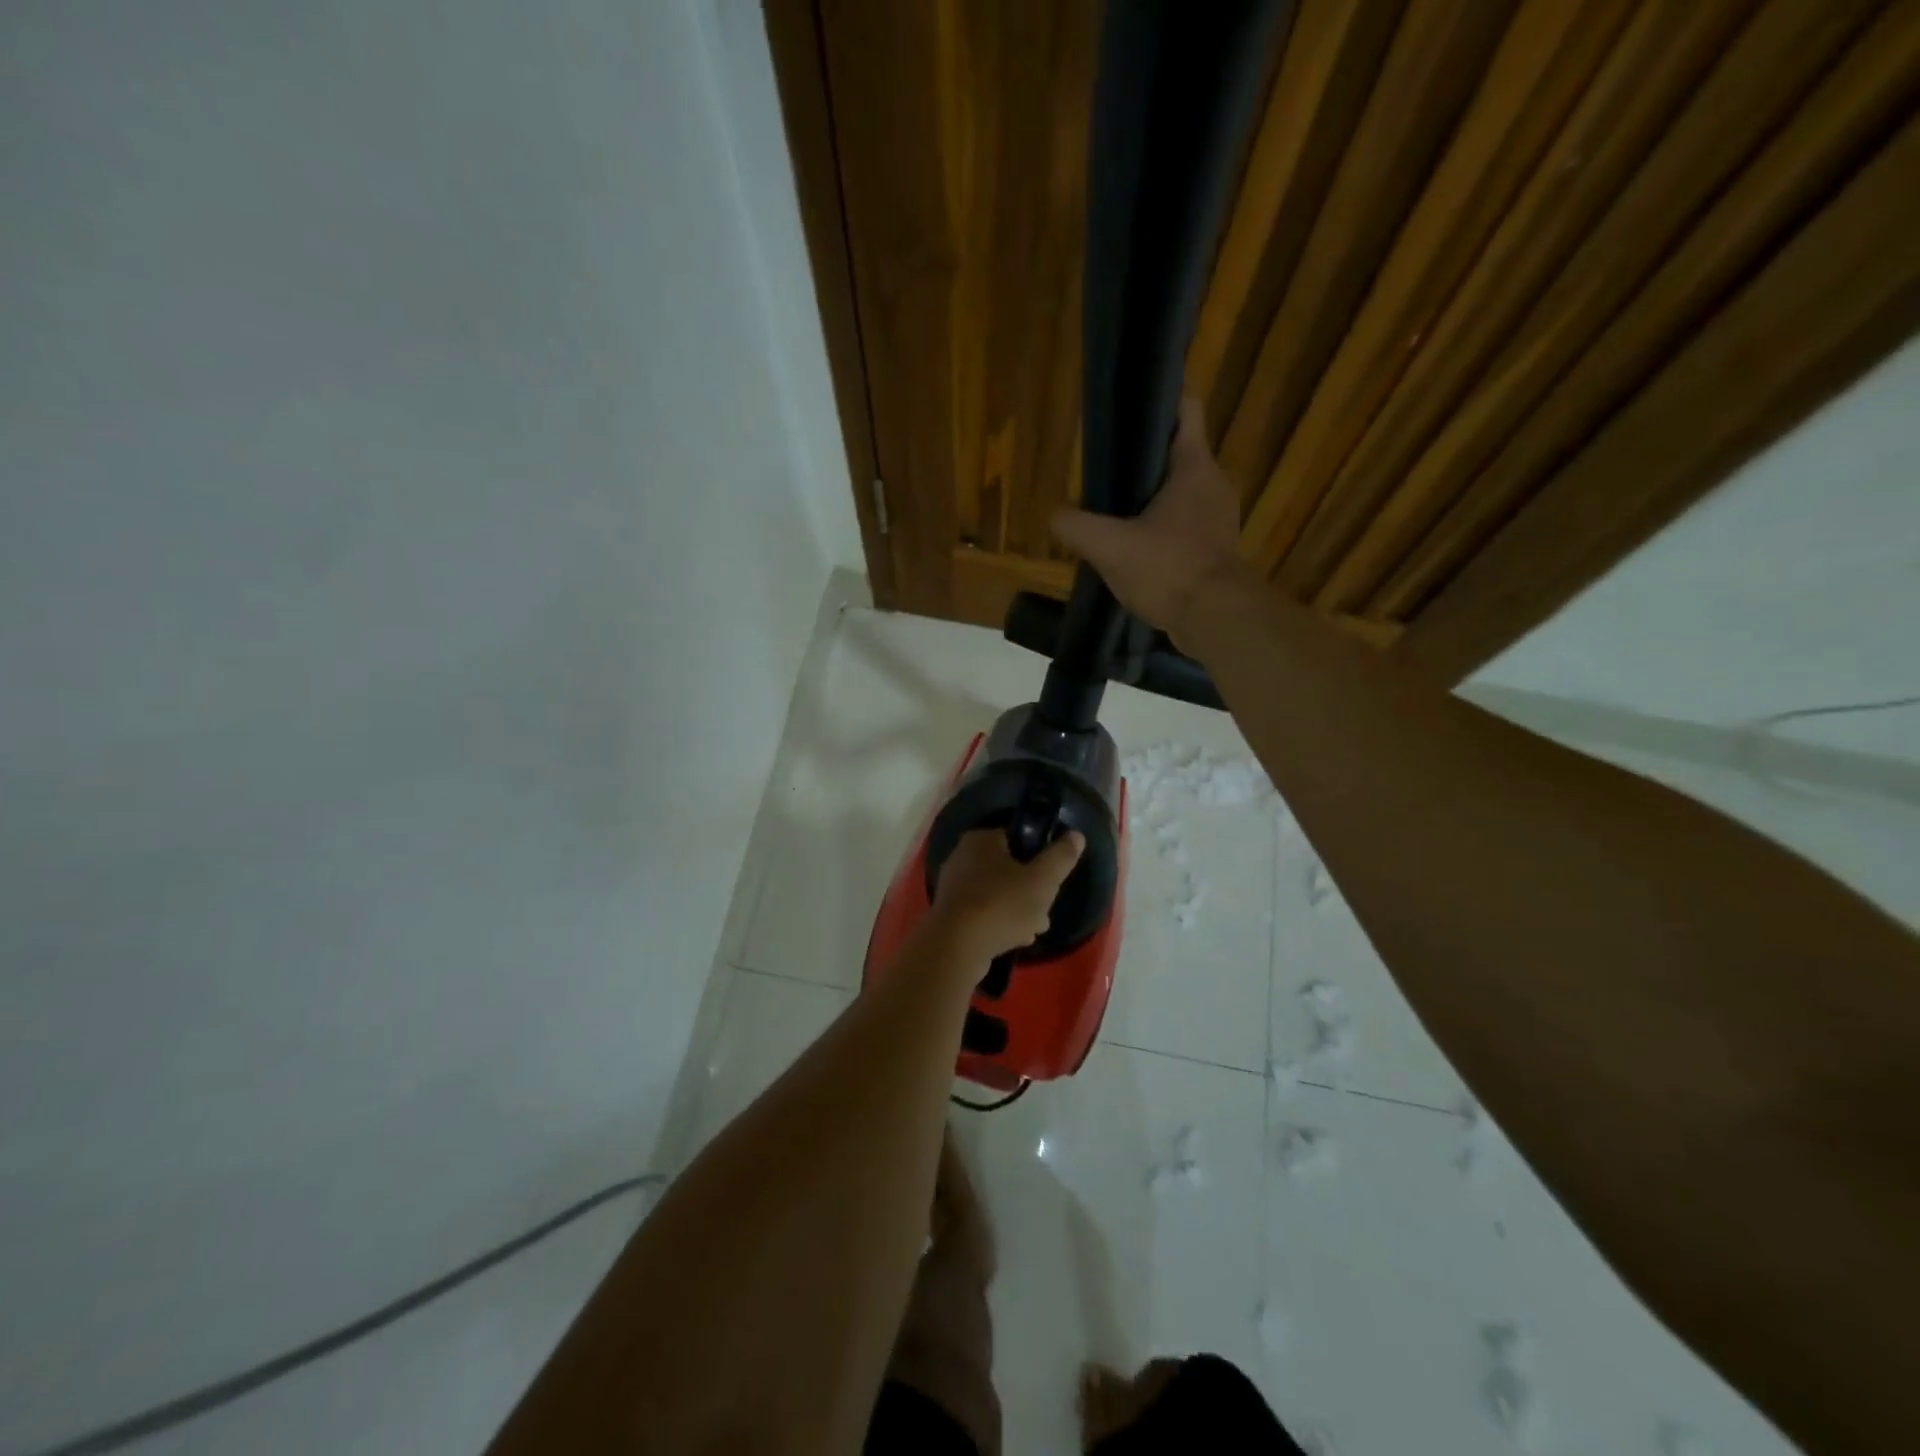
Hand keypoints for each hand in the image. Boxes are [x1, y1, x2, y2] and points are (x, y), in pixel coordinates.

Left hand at [930, 829, 1085, 961]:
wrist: (957, 946)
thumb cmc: (1002, 904)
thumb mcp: (1043, 880)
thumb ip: (1061, 856)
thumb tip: (1076, 836)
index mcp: (981, 840)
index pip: (1016, 838)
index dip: (1039, 858)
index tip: (1052, 879)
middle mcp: (962, 857)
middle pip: (1007, 869)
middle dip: (1030, 891)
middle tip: (1044, 911)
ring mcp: (953, 886)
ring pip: (996, 893)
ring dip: (1017, 910)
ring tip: (1034, 930)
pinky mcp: (950, 913)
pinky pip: (982, 912)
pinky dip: (999, 923)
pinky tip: (1014, 940)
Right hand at [1051, 397, 1251, 645]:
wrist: (1216, 620)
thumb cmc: (1168, 569)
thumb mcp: (1109, 546)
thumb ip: (1077, 527)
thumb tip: (1055, 516)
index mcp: (1195, 467)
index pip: (1186, 410)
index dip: (1161, 400)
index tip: (1132, 408)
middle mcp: (1214, 485)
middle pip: (1180, 454)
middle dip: (1146, 459)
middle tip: (1109, 469)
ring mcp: (1219, 519)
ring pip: (1182, 493)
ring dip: (1154, 498)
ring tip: (1117, 510)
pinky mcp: (1217, 550)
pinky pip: (1186, 526)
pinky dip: (1164, 529)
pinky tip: (1137, 547)